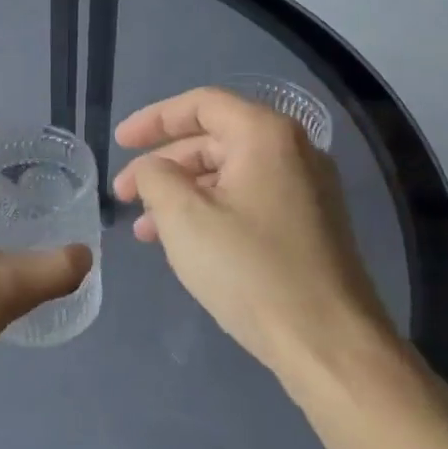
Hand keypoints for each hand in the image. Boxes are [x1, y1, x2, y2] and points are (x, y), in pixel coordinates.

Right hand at [113, 88, 397, 399]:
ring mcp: (305, 190)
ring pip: (227, 174)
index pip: (200, 104)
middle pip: (213, 139)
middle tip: (124, 193)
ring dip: (181, 193)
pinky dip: (209, 212)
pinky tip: (181, 243)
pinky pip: (246, 201)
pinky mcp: (308, 226)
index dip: (153, 119)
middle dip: (163, 164)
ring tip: (144, 227)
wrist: (328, 344)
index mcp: (266, 135)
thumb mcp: (184, 217)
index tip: (119, 143)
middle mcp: (292, 152)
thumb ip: (155, 177)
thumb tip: (151, 169)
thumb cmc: (249, 270)